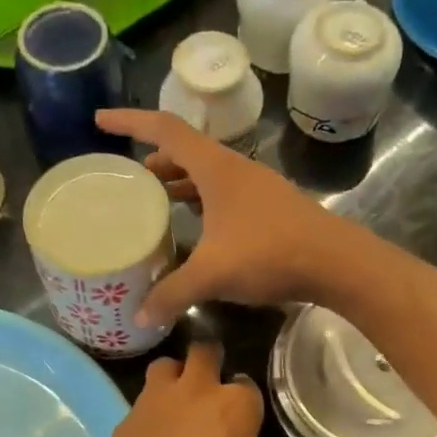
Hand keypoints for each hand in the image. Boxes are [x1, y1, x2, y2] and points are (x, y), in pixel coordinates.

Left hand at [92, 339, 300, 436]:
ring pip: (165, 365)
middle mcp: (197, 390)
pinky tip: (151, 435)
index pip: (247, 384)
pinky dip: (148, 410)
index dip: (245, 397)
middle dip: (209, 360)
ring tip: (177, 399)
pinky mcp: (126, 417)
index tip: (242, 413)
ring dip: (173, 375)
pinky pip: (140, 401)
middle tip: (210, 384)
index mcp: (236, 407)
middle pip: (204, 351)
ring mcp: (157, 399)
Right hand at [96, 109, 360, 327]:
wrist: (336, 262)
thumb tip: (140, 316)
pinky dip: (202, 201)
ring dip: (180, 181)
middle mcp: (235, 169)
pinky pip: (224, 195)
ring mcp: (255, 188)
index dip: (130, 120)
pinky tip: (197, 227)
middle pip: (186, 150)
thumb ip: (172, 294)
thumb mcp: (213, 273)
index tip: (100, 120)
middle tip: (130, 176)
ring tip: (156, 198)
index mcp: (216, 167)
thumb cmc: (271, 253)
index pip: (165, 129)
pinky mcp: (269, 209)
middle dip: (155, 158)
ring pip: (207, 174)